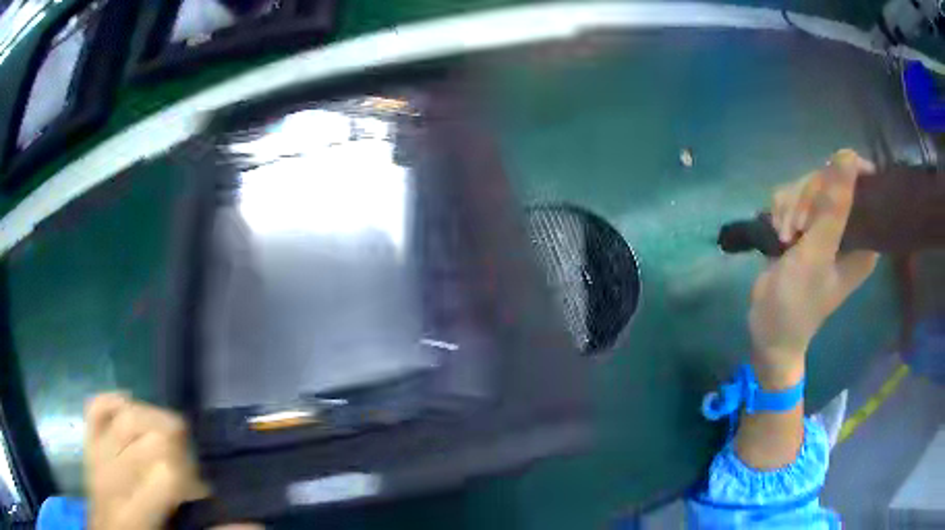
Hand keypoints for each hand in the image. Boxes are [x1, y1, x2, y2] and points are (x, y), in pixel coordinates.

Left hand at [84, 393, 208, 529]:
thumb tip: (253, 521)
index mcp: (134, 514)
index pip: (166, 474)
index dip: (192, 478)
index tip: (201, 493)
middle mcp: (111, 480)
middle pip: (149, 438)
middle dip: (178, 450)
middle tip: (186, 473)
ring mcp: (96, 458)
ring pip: (125, 416)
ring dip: (154, 421)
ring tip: (168, 442)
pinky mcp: (88, 446)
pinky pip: (95, 408)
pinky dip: (112, 401)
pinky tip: (129, 408)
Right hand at [749, 149, 878, 387]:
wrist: (768, 330)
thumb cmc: (799, 302)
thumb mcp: (818, 254)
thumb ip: (834, 207)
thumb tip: (848, 154)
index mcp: (863, 238)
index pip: (862, 186)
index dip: (843, 178)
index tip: (822, 193)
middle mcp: (848, 227)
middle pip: (830, 179)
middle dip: (807, 197)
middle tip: (796, 228)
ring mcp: (825, 226)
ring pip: (808, 185)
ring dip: (790, 205)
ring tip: (784, 236)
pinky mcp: (805, 226)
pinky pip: (793, 195)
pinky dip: (781, 209)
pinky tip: (777, 231)